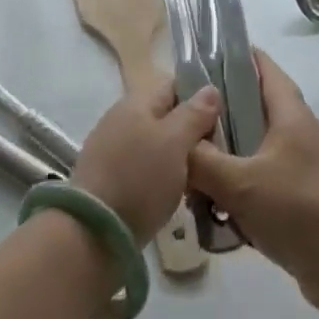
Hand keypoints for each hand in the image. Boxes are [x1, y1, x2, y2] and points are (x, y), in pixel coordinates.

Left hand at [73, 81, 222, 244]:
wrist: (93, 232)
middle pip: (165, 116)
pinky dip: (162, 175)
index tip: (224, 119)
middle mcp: (121, 119)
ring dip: (178, 156)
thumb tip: (209, 89)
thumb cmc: (140, 178)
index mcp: (136, 102)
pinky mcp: (110, 179)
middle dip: (192, 131)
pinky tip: (178, 191)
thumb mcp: (175, 142)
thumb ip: (194, 114)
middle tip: (219, 152)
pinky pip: (145, 167)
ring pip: (156, 144)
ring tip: (204, 174)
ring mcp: (112, 149)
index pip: (174, 86)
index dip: (200, 97)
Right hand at [188, 51, 318, 311]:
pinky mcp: (296, 195)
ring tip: (188, 174)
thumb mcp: (240, 184)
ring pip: (249, 148)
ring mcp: (298, 165)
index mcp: (289, 113)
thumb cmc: (299, 212)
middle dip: (213, 117)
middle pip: (248, 109)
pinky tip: (211, 208)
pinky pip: (257, 180)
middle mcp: (296, 132)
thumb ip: (201, 160)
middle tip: (178, 125)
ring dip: (221, 159)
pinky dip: (234, 187)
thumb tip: (175, 144)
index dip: (229, 55)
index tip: (193, 59)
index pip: (260, 66)